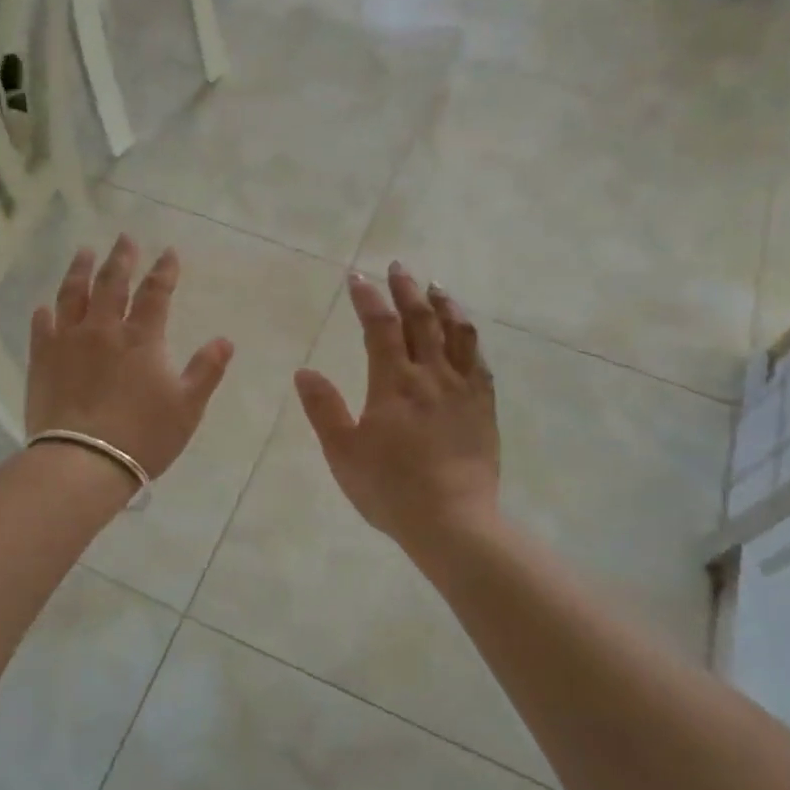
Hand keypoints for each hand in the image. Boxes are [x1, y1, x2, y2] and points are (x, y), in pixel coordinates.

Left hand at [27, 236, 235, 479]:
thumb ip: (206, 370)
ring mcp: (68, 341)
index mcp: (142, 338)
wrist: (84, 462)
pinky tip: (46, 306)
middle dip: (121, 257)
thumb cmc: (143, 436)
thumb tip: (225, 340)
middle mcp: (103, 329)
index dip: (164, 270)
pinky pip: (43, 326)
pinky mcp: (42, 359)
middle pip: (112, 283)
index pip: (155, 292)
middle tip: (124, 238)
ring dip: (80, 269)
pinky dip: (46, 312)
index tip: (169, 252)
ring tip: (84, 252)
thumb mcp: (187, 407)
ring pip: (73, 294)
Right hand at [294, 264, 499, 553]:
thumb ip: (323, 409)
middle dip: (407, 289)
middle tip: (397, 267)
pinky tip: (465, 334)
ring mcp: (463, 390)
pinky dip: (469, 338)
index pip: (379, 327)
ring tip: (436, 287)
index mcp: (393, 383)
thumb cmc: (390, 489)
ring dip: (444, 305)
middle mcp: (431, 376)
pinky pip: (479, 361)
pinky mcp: (484, 407)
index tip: (357, 277)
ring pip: (457, 333)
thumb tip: (305, 372)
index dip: (368, 298)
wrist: (452, 521)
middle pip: (421, 320)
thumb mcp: (343, 453)